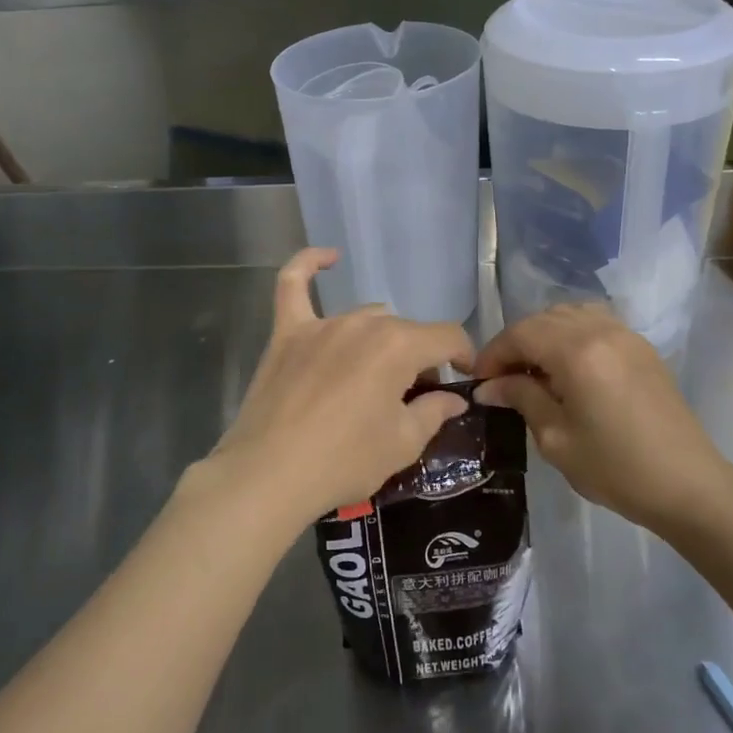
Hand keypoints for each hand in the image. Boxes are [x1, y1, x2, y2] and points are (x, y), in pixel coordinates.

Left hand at [194, 248, 474, 528]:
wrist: (270, 475)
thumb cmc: (344, 461)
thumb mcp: (402, 444)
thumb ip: (434, 411)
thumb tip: (455, 398)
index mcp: (398, 346)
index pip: (446, 336)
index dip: (463, 357)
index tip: (463, 379)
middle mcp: (362, 323)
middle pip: (405, 331)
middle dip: (419, 359)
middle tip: (414, 398)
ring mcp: (321, 325)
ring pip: (366, 317)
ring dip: (381, 340)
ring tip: (377, 376)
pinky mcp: (287, 333)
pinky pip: (293, 285)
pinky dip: (309, 265)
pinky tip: (328, 257)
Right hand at [472, 302, 732, 533]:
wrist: (689, 486)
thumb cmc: (616, 468)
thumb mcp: (556, 438)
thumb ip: (521, 399)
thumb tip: (489, 386)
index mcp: (577, 351)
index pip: (521, 334)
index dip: (493, 353)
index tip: (479, 381)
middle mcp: (601, 330)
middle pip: (543, 319)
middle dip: (516, 343)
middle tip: (501, 378)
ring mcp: (626, 335)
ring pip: (569, 315)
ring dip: (543, 335)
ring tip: (533, 370)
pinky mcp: (641, 347)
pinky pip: (595, 323)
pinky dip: (571, 335)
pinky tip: (566, 367)